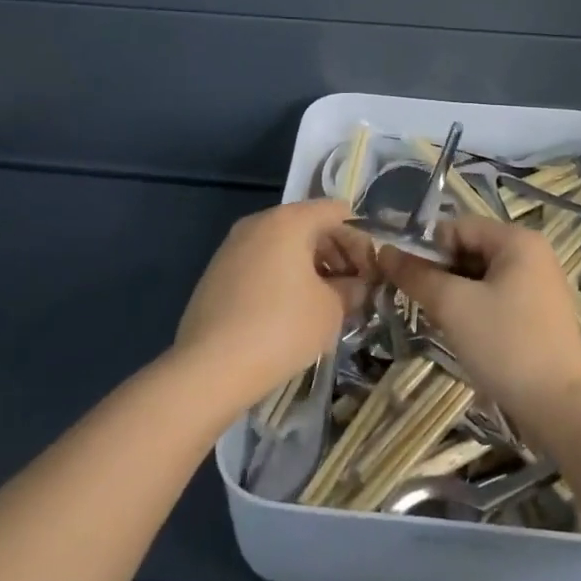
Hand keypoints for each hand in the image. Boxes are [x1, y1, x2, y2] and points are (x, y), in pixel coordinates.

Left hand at [173, 200, 373, 408]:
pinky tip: (291, 312)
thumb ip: (352, 290)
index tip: (371, 274)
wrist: (209, 368)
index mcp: (289, 220)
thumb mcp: (332, 310)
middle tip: (353, 290)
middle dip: (337, 254)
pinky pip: (262, 262)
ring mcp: (233, 246)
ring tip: (325, 303)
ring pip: (284, 245)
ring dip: (311, 267)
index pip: (337, 212)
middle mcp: (259, 222)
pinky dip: (283, 277)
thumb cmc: (281, 328)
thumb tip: (356, 286)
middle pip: (309, 225)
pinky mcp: (217, 272)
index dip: (361, 240)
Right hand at [376, 217, 580, 425]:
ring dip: (456, 294)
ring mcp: (539, 284)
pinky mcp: (540, 314)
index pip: (458, 226)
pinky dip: (475, 309)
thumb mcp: (453, 306)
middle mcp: (532, 253)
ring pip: (481, 276)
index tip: (408, 282)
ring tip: (441, 323)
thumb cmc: (506, 344)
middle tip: (423, 305)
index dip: (428, 249)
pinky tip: (466, 335)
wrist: (562, 407)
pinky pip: (497, 297)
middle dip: (441, 273)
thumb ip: (417, 275)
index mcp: (517, 240)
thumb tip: (384, 252)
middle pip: (470, 249)